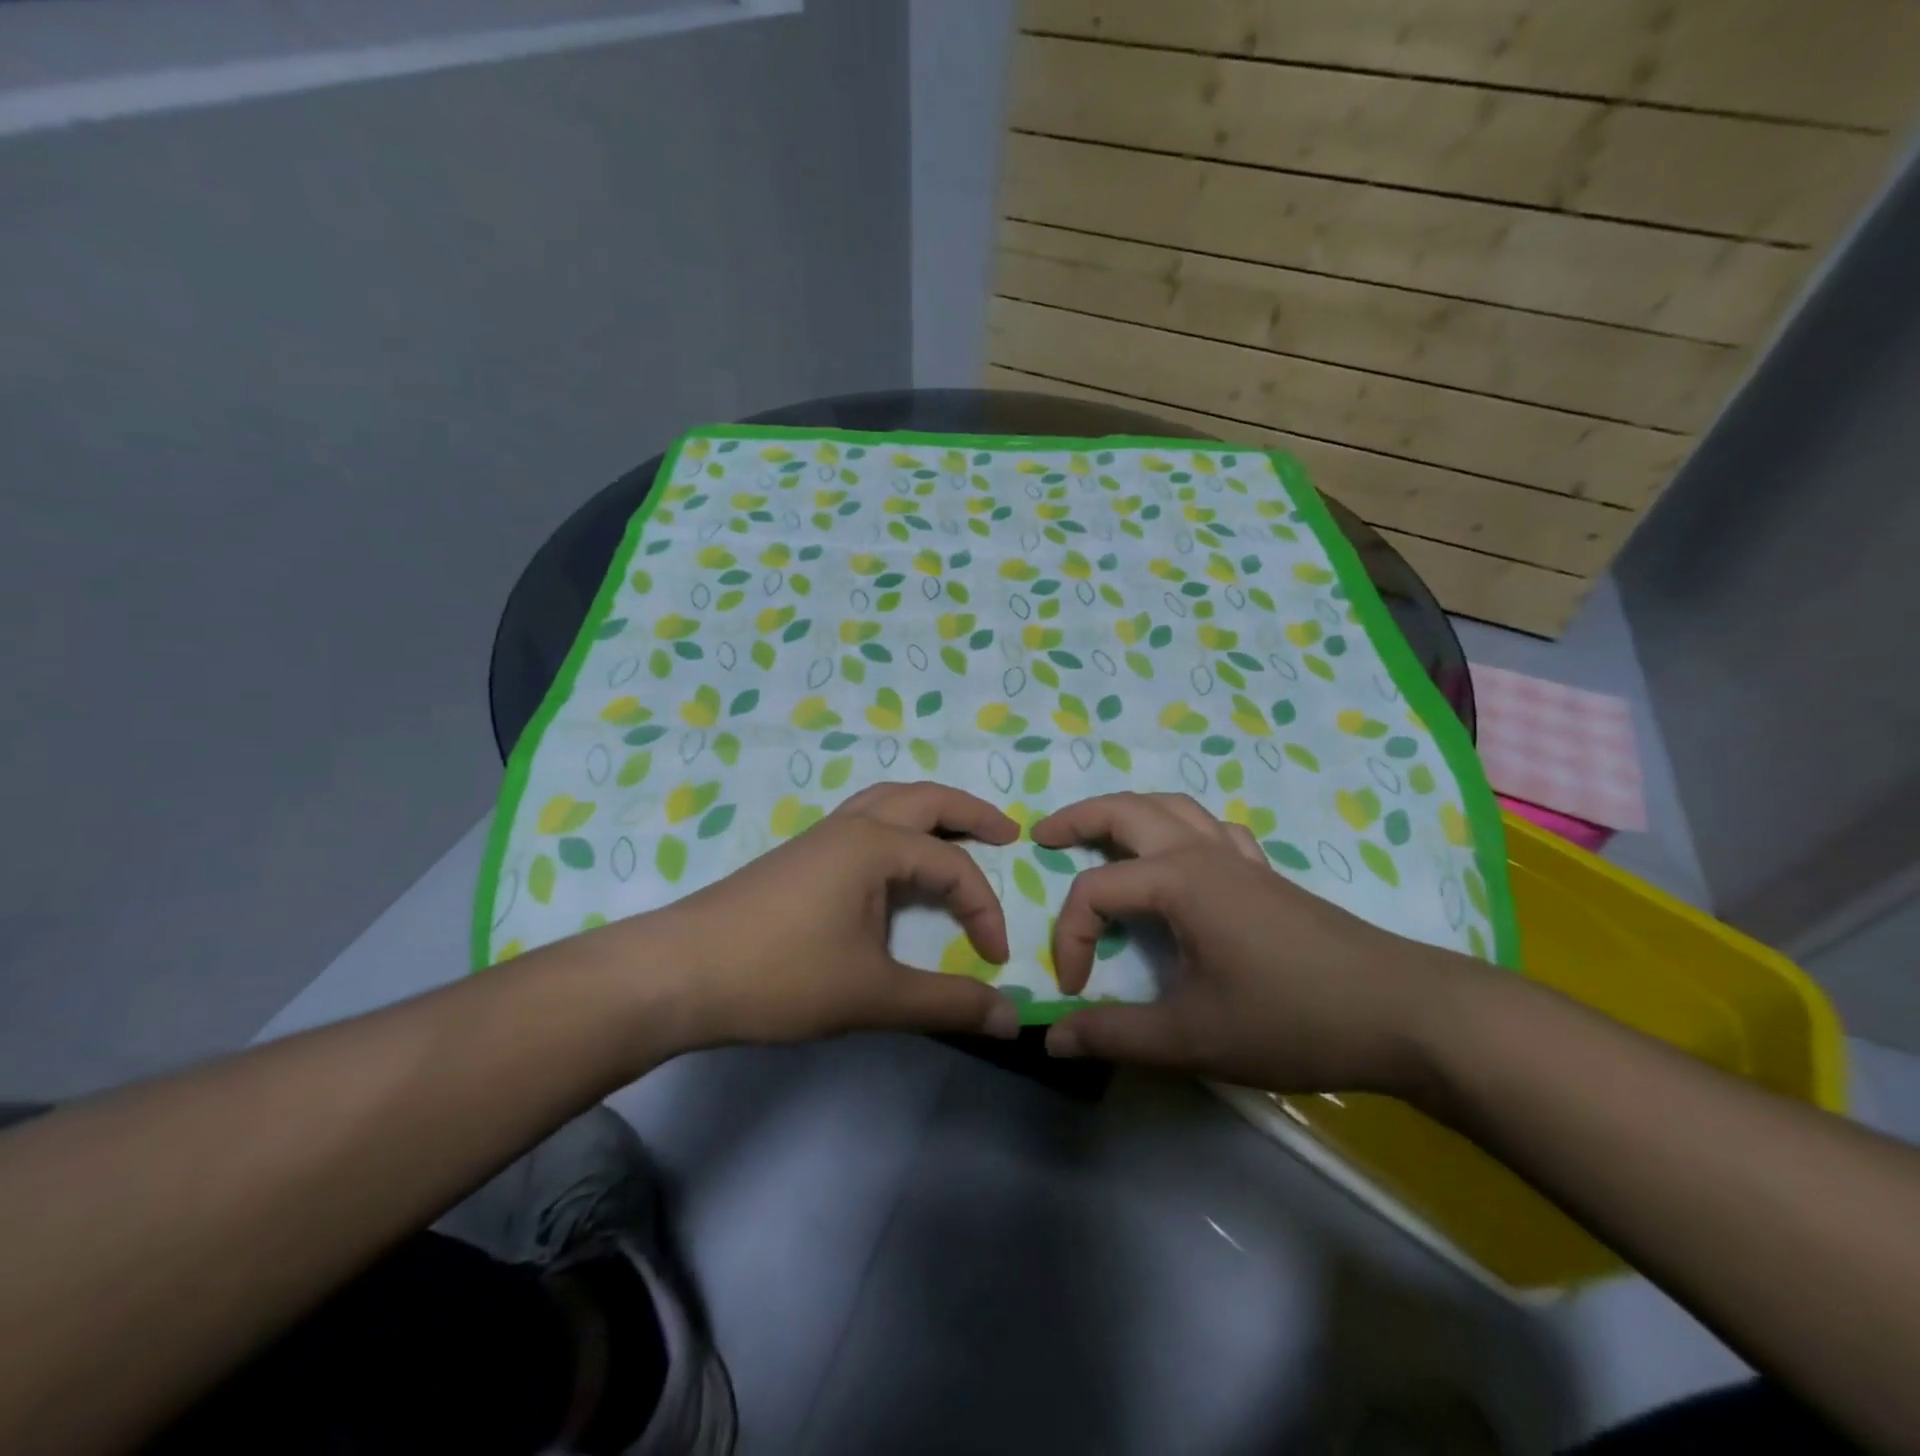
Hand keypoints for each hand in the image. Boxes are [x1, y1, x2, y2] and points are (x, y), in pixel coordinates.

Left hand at [653, 782, 1023, 1046]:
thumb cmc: (779, 975)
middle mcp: (850, 826)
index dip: (984, 909)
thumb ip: (946, 1003)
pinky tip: (893, 866)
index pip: (953, 866)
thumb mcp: (872, 995)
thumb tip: (1012, 1018)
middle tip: (1007, 834)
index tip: (994, 959)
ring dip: (929, 813)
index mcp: (874, 845)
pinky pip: (863, 823)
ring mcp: (819, 838)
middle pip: (924, 798)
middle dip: (971, 812)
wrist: (676, 974)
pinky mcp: (798, 858)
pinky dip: (896, 829)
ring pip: (887, 802)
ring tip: (957, 836)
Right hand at [1031, 793, 1482, 1095]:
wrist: (1403, 1012)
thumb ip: (1115, 1034)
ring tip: (1099, 837)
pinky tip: (1182, 860)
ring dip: (1126, 813)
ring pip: (1171, 807)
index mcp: (1178, 881)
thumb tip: (1051, 1036)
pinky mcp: (1265, 874)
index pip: (1095, 892)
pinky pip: (1211, 829)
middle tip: (1043, 838)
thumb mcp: (1192, 1037)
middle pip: (1126, 810)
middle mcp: (1202, 853)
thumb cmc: (1291, 1018)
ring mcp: (1238, 858)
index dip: (1071, 939)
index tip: (1076, 990)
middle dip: (1077, 819)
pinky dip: (1180, 829)